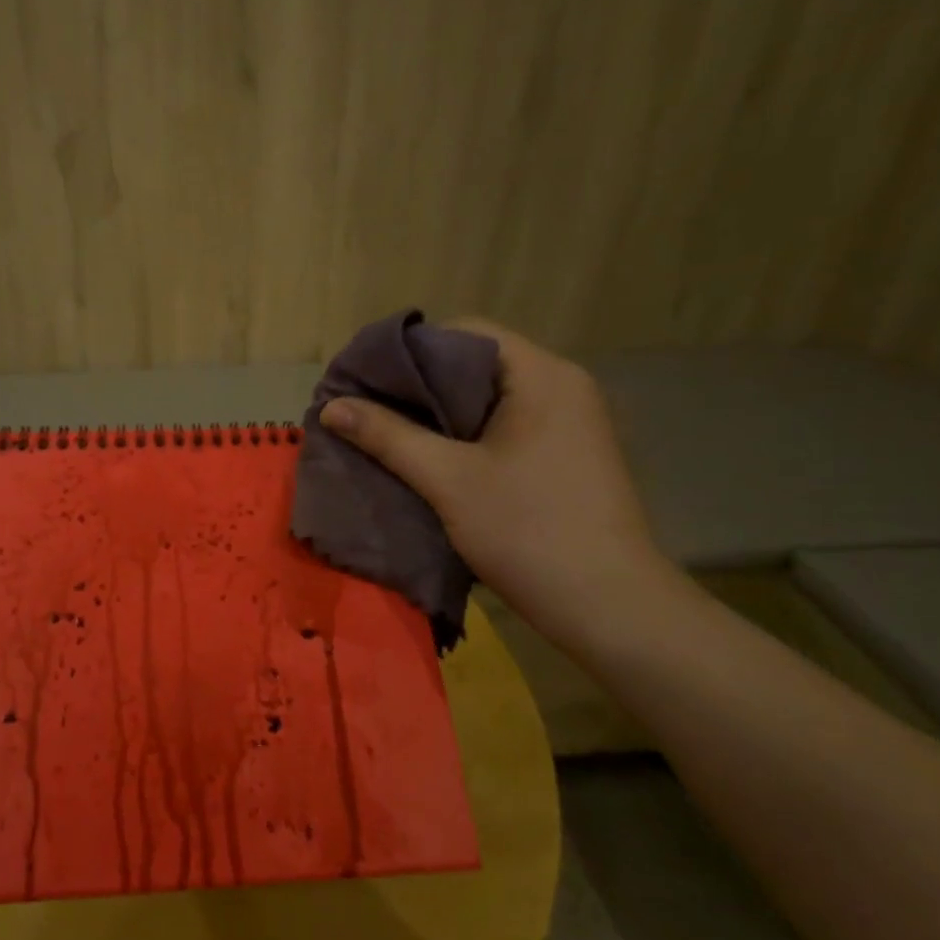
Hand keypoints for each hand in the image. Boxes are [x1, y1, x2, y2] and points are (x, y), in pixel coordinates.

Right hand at [321, 319, 674, 647]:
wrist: (609, 607)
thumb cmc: (527, 530)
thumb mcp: (447, 479)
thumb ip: (388, 436)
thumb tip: (330, 406)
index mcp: (541, 376)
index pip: (467, 332)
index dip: (412, 349)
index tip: (368, 377)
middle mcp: (562, 387)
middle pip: (477, 365)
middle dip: (420, 385)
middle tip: (369, 407)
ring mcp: (570, 423)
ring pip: (489, 400)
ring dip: (440, 414)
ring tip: (390, 434)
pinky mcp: (567, 455)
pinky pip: (506, 427)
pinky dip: (466, 436)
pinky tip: (432, 460)